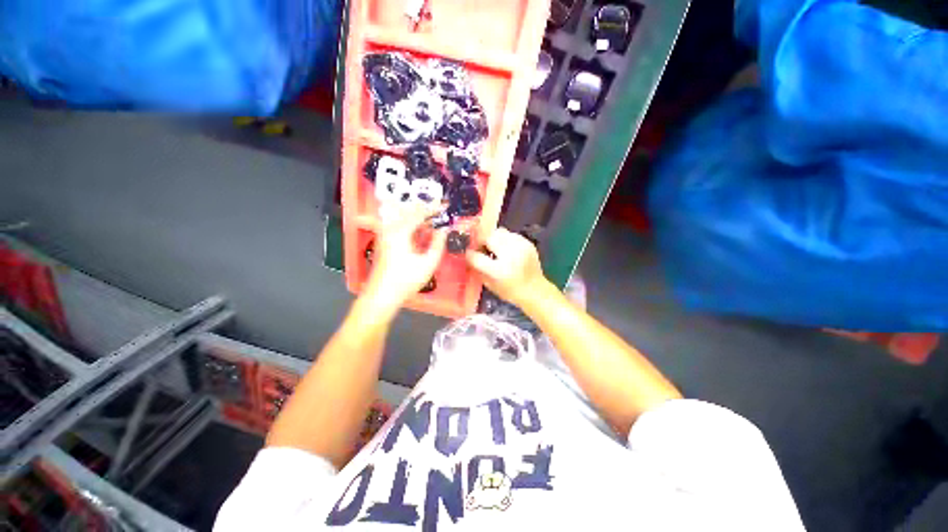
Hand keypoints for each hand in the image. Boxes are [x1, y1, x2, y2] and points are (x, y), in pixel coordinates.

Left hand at [363, 207, 446, 312]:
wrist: (382, 295)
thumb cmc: (406, 280)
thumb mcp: (428, 263)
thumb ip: (438, 244)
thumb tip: (444, 230)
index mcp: (400, 232)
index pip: (419, 213)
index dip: (433, 209)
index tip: (445, 206)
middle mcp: (390, 229)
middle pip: (409, 212)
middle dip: (425, 211)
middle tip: (440, 214)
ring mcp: (385, 235)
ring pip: (404, 219)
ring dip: (419, 219)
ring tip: (433, 224)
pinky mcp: (385, 242)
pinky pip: (400, 227)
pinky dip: (412, 227)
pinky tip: (422, 234)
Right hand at [466, 228, 549, 307]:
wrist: (536, 291)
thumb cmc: (510, 292)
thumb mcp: (490, 285)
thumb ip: (477, 269)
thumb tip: (468, 255)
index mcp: (499, 270)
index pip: (476, 256)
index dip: (469, 254)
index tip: (468, 254)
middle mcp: (510, 255)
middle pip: (488, 237)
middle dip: (481, 241)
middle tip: (481, 248)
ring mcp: (520, 247)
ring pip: (499, 232)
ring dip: (493, 238)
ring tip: (494, 247)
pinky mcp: (527, 243)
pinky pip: (511, 234)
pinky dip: (505, 239)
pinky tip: (506, 249)